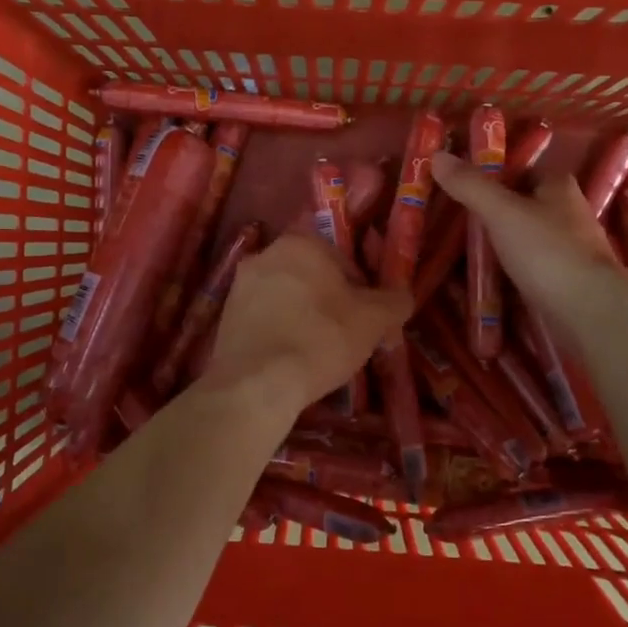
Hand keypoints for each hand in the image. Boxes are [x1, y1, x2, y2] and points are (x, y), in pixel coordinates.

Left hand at [201, 232, 410, 418]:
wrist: (257, 383)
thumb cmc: (321, 339)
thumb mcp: (374, 320)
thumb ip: (394, 301)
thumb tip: (402, 296)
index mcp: (301, 242)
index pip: (343, 258)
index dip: (360, 289)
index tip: (365, 318)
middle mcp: (266, 254)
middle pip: (311, 276)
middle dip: (328, 300)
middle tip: (344, 335)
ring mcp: (239, 286)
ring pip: (285, 297)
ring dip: (302, 316)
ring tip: (317, 352)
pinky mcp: (225, 317)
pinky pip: (263, 319)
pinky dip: (278, 333)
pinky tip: (289, 359)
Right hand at [432, 150, 627, 343]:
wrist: (588, 309)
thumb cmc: (547, 251)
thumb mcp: (502, 212)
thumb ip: (470, 186)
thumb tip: (436, 156)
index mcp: (557, 186)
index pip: (520, 169)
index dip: (490, 173)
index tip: (456, 184)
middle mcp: (565, 212)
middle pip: (518, 205)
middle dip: (487, 212)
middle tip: (447, 220)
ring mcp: (565, 248)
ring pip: (519, 238)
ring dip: (493, 244)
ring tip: (453, 251)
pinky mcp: (560, 279)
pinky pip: (523, 267)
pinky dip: (502, 271)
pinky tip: (478, 278)